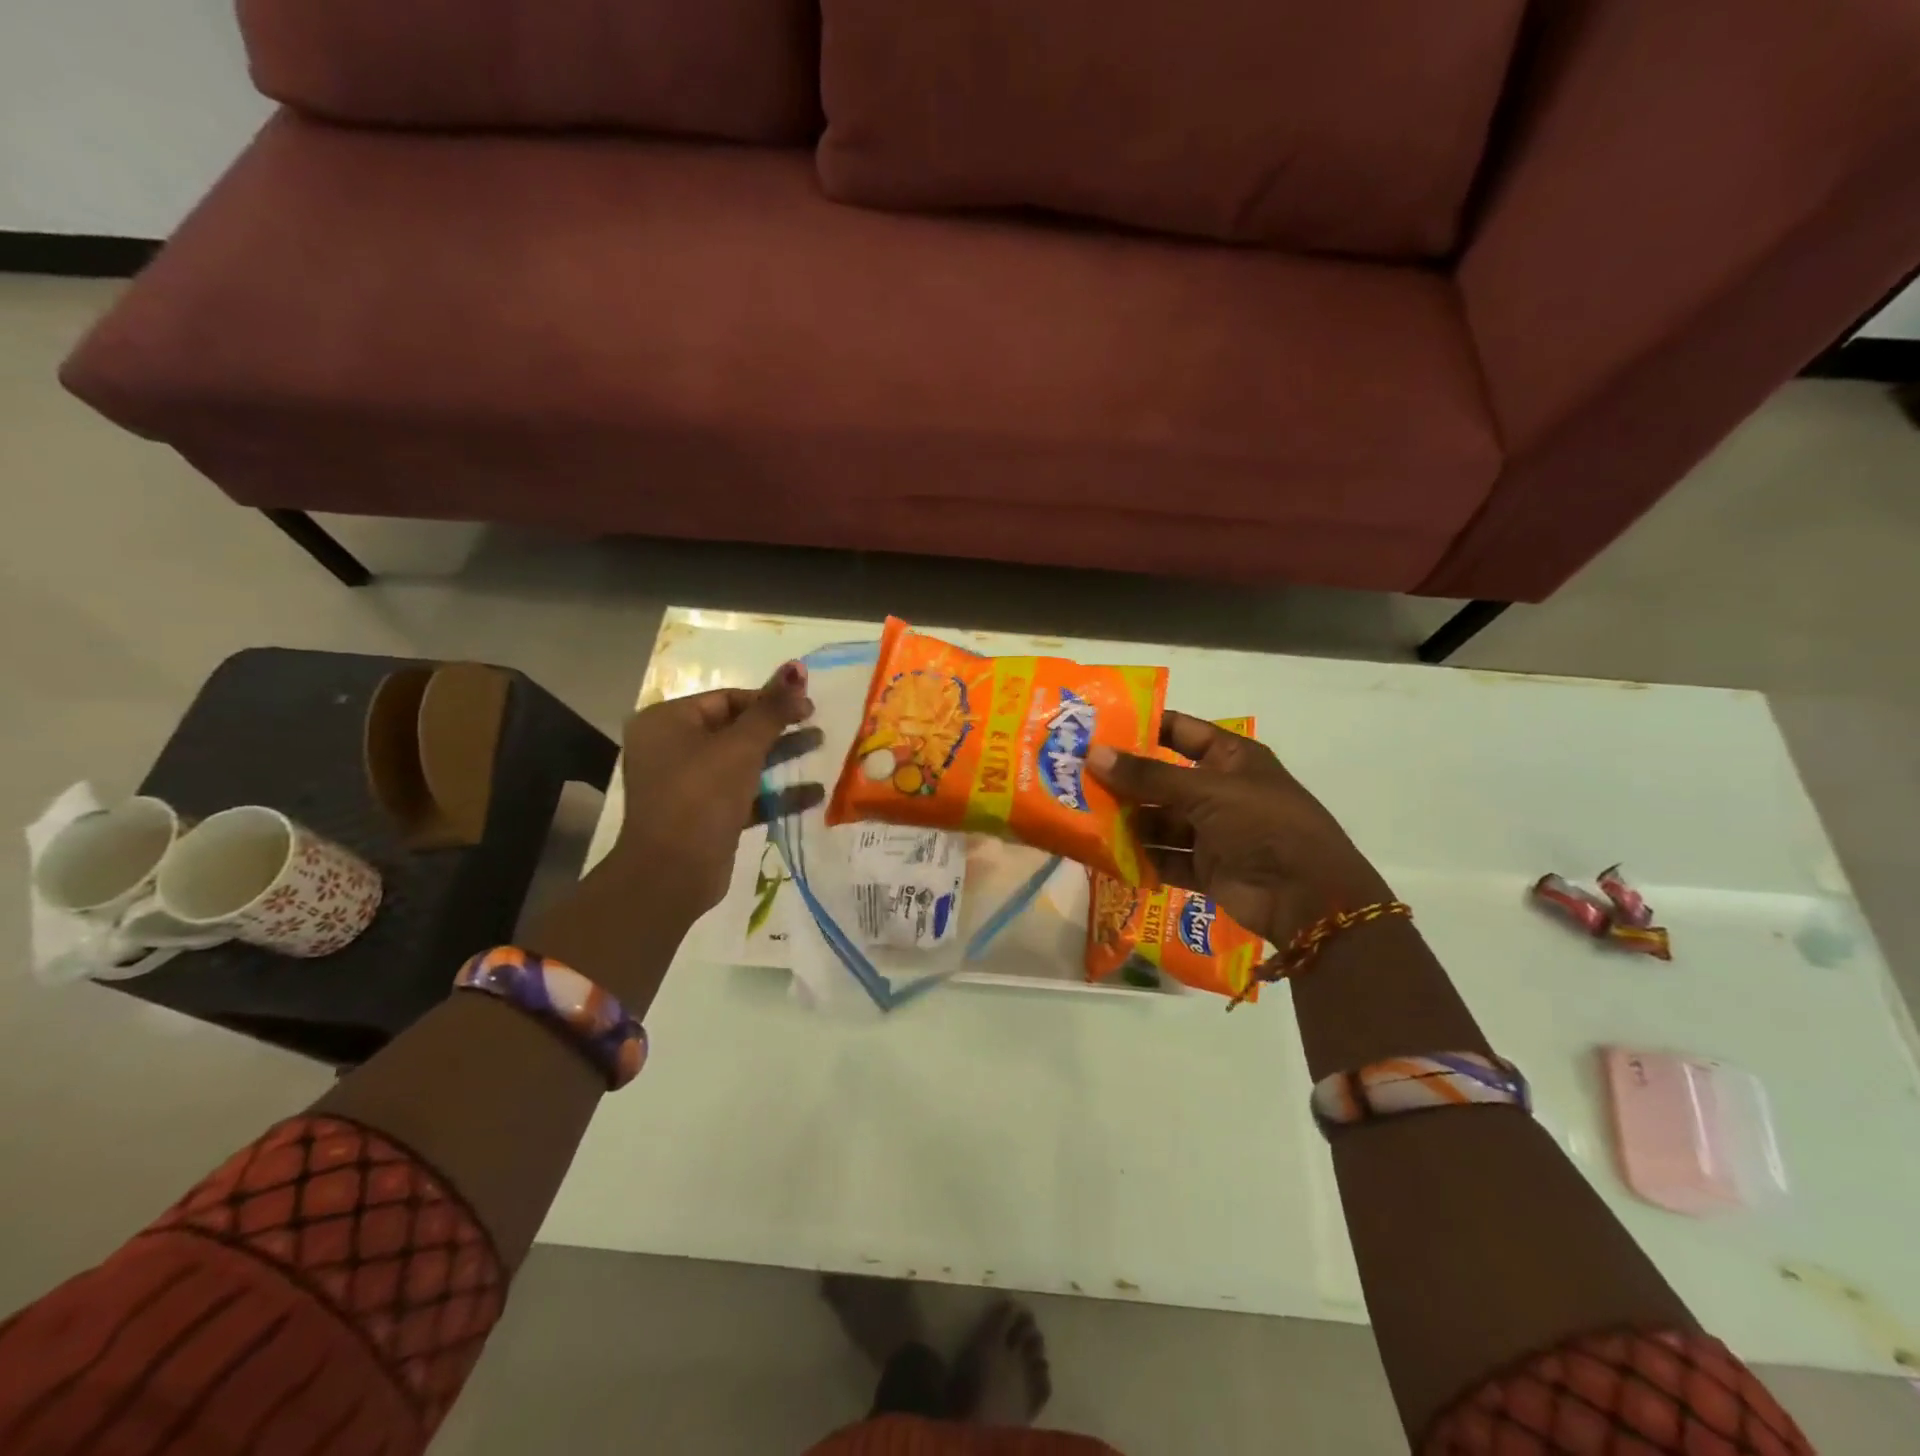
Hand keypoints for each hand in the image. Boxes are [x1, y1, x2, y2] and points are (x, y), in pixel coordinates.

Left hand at [603, 661, 822, 932]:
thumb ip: (772, 709)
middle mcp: (673, 749)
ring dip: (781, 756)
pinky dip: (774, 792)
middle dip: (778, 727)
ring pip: (742, 762)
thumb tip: (797, 667)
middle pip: (736, 729)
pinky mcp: (706, 816)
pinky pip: (744, 795)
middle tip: (817, 724)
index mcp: (668, 722)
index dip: (769, 699)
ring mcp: (688, 785)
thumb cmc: (700, 796)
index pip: (726, 699)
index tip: (807, 705)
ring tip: (822, 747)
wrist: (671, 874)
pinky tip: (814, 792)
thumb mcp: (740, 747)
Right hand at [1086, 712, 1390, 948]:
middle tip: (1074, 777)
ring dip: (1127, 821)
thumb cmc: (1263, 825)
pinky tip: (1105, 856)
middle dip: (1123, 781)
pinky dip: (1140, 858)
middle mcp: (1219, 790)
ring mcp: (1213, 831)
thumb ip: (1148, 776)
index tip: (1096, 729)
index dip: (1142, 727)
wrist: (1308, 898)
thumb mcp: (1206, 791)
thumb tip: (1093, 754)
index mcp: (1230, 758)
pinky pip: (1164, 857)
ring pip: (1159, 820)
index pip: (1179, 731)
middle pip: (1161, 779)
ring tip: (1081, 817)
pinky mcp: (1206, 867)